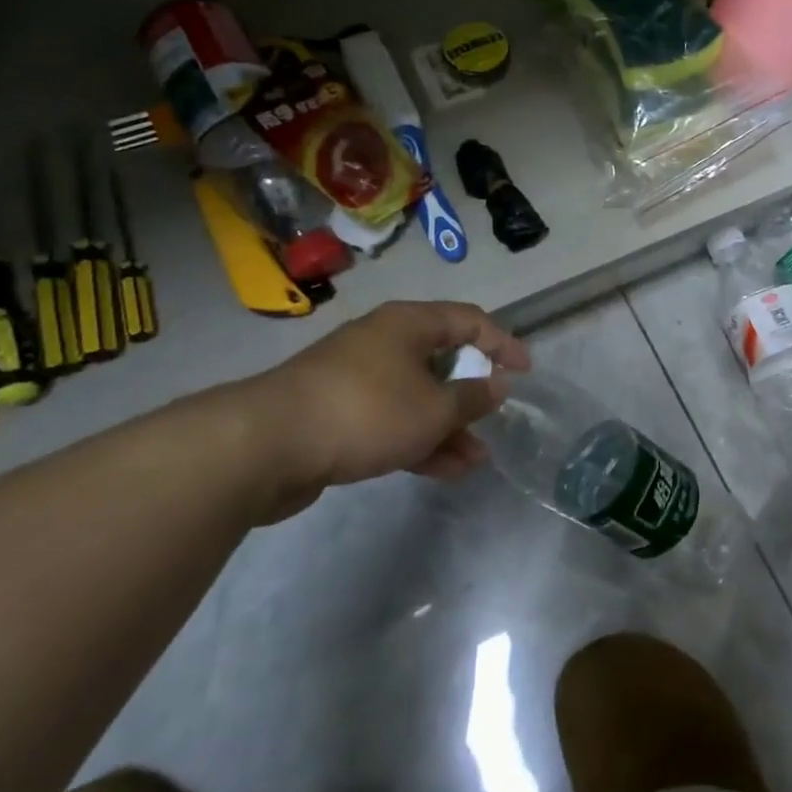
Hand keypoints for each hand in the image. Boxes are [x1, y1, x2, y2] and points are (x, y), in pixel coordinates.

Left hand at [232, 301, 529, 524]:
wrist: (266, 445)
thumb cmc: (366, 411)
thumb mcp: (433, 408)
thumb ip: (472, 397)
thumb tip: (497, 384)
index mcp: (408, 324)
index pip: (469, 321)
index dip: (503, 343)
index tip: (525, 371)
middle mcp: (384, 342)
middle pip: (441, 361)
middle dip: (471, 395)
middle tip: (494, 419)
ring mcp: (357, 379)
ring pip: (417, 398)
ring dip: (447, 428)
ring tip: (475, 461)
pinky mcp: (338, 414)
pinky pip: (391, 421)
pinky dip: (417, 441)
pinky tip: (443, 471)